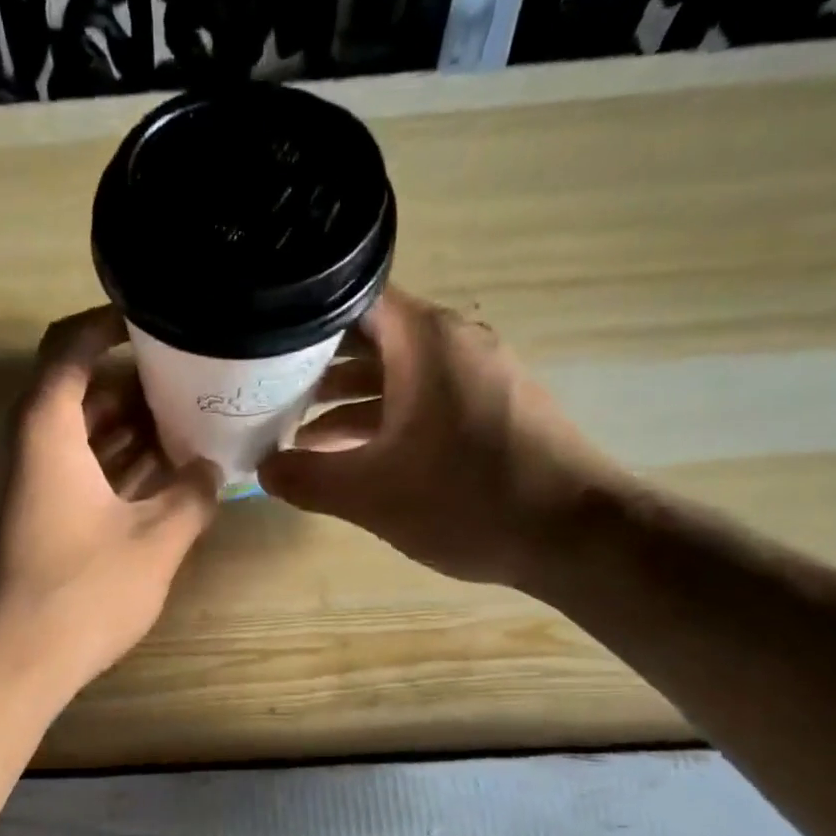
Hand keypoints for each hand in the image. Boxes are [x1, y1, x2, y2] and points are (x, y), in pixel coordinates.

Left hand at [0, 306, 219, 706]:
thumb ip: (192, 496)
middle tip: (193, 373)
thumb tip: (211, 469)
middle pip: (80, 388)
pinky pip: (84, 469)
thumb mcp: (156, 540)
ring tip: (192, 417)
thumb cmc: (84, 592)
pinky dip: (121, 463)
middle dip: (136, 378)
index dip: (109, 323)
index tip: (158, 318)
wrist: (18, 661)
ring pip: (85, 432)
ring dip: (133, 424)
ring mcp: (36, 484)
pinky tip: (168, 471)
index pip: (69, 347)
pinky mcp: (43, 517)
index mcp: (48, 431)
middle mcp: (34, 446)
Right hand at [258, 287, 620, 587]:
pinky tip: (352, 455)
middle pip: (370, 336)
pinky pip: (423, 397)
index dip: (300, 319)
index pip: (350, 299)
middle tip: (264, 392)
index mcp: (426, 340)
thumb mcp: (369, 494)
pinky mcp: (491, 407)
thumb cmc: (467, 500)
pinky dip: (384, 417)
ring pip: (396, 372)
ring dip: (347, 399)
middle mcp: (454, 342)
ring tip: (297, 432)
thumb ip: (307, 478)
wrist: (575, 536)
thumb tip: (263, 469)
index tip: (260, 344)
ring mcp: (477, 374)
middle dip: (315, 365)